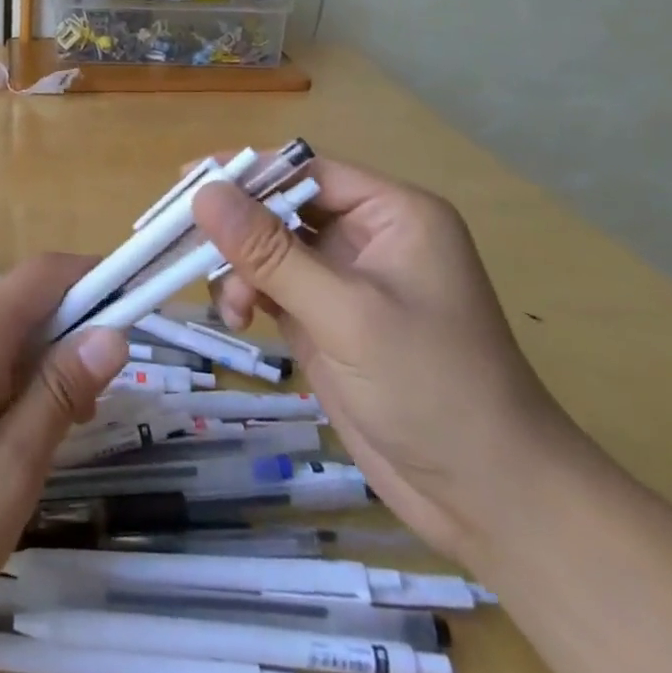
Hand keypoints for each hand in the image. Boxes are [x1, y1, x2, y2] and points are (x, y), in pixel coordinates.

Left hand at [0, 254, 127, 665]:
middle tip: (92, 414)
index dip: (97, 277)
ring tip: (47, 444)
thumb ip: (59, 395)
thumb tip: (112, 332)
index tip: (140, 310)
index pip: (47, 272)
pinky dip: (5, 388)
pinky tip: (1, 450)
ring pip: (0, 339)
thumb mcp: (7, 473)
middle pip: (25, 304)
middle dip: (71, 339)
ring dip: (39, 371)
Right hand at [194, 159, 583, 564]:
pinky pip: (272, 285)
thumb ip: (271, 252)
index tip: (187, 181)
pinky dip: (246, 293)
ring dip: (239, 266)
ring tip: (227, 302)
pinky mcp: (327, 319)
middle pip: (281, 206)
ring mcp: (345, 280)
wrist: (491, 501)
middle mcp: (368, 236)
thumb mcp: (345, 313)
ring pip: (270, 247)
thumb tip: (203, 192)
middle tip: (180, 238)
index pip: (305, 171)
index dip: (246, 172)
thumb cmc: (433, 389)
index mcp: (392, 214)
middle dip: (236, 225)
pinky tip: (236, 316)